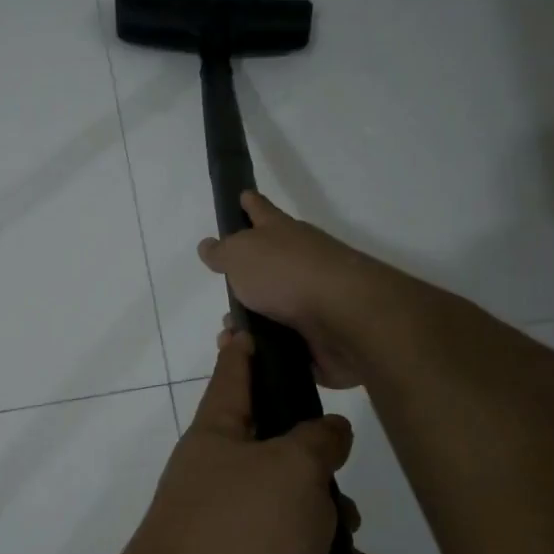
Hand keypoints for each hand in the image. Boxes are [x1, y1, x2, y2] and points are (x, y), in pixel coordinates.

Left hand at [118, 330, 402, 553]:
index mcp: (217, 438)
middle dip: (321, 476)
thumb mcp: (290, 469)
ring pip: (300, 521)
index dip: (242, 350)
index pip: (232, 377)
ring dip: (341, 541)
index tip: (242, 324)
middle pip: (280, 458)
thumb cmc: (238, 531)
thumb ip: (317, 441)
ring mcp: (231, 538)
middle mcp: (219, 482)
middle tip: (340, 494)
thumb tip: (327, 431)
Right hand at [197, 191, 395, 388]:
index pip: (261, 211)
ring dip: (250, 323)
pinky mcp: (319, 336)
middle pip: (267, 266)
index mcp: (282, 233)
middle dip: (245, 280)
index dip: (250, 204)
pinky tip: (248, 357)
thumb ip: (222, 252)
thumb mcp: (241, 254)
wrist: (344, 318)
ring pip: (272, 310)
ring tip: (229, 337)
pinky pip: (283, 344)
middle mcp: (300, 262)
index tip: (243, 196)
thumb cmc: (287, 274)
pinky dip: (265, 350)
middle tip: (224, 298)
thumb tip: (208, 245)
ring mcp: (312, 300)